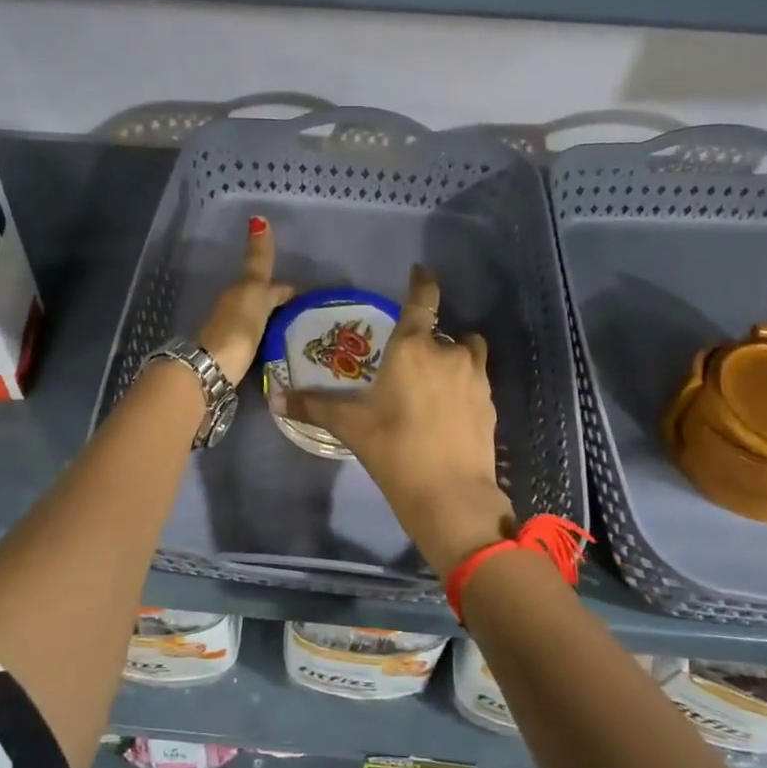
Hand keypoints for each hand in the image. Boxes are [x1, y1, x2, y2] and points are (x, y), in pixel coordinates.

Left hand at [196, 217, 294, 384]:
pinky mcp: (235, 357)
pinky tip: (279, 348)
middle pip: (262, 302)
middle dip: (280, 304)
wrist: (212, 369)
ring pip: (259, 321)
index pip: (271, 286)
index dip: (287, 289)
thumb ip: (258, 260)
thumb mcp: (253, 290)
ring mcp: (234, 334)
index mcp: (242, 292)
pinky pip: (257, 340)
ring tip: (298, 331)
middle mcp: (236, 309)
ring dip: (274, 322)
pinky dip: (268, 339)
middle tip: (305, 312)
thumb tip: (258, 219)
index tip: (306, 295)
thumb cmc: (237, 326)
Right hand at [285, 265, 514, 576]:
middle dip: (425, 341)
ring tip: (432, 382)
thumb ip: (314, 407)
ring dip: (451, 358)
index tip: (420, 272)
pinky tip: (447, 410)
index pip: (422, 301)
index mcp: (413, 348)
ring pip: (464, 353)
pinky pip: (475, 379)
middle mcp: (448, 353)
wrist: (450, 495)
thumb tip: (276, 399)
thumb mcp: (350, 426)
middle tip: (405, 363)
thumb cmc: (394, 449)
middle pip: (440, 333)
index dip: (422, 283)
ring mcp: (475, 378)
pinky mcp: (490, 403)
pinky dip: (463, 384)